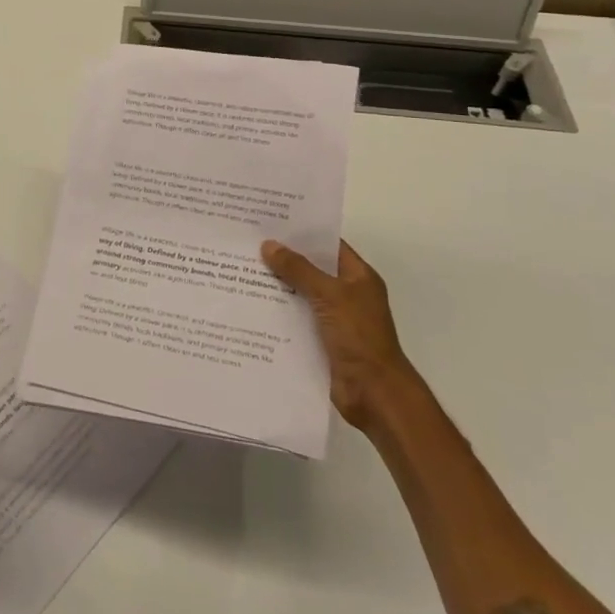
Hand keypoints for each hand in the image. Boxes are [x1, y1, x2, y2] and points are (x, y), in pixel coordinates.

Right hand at [261, 238, 414, 431]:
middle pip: (311, 269)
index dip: (303, 233)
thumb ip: (299, 269)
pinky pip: (295, 319)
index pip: (328, 245)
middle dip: (283, 258)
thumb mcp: (329, 295)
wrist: (374, 393)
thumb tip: (268, 245)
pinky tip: (250, 304)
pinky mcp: (320, 341)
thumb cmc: (359, 336)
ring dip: (277, 286)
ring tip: (240, 269)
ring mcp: (333, 319)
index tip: (271, 221)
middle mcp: (346, 294)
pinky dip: (277, 312)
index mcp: (358, 277)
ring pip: (300, 295)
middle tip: (248, 242)